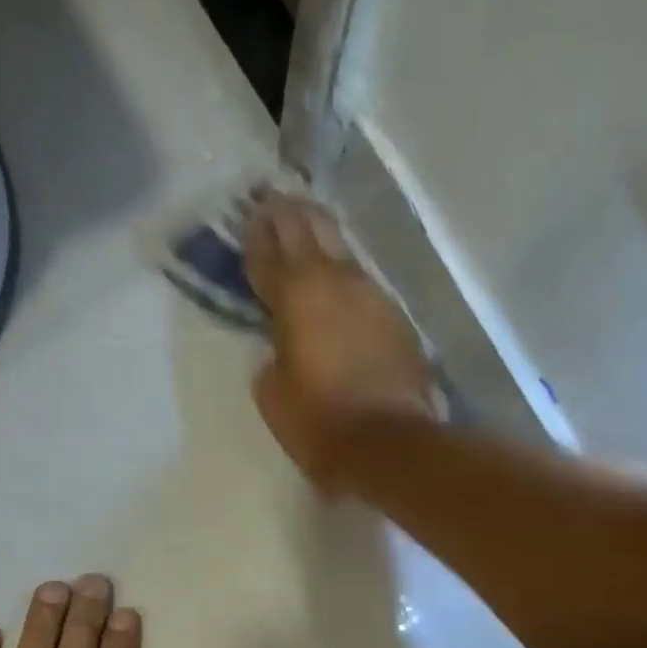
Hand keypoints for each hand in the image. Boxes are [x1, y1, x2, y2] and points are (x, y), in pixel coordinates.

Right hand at [244, 193, 436, 488]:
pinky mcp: (398, 318)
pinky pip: (364, 283)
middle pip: (309, 228)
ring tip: (307, 229)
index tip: (249, 217)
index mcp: (296, 293)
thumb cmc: (320, 423)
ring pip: (342, 250)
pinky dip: (346, 274)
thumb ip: (271, 358)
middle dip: (288, 213)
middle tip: (274, 202)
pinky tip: (341, 280)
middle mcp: (336, 280)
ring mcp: (373, 295)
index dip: (255, 233)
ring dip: (321, 237)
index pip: (268, 250)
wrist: (390, 445)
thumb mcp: (273, 396)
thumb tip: (281, 347)